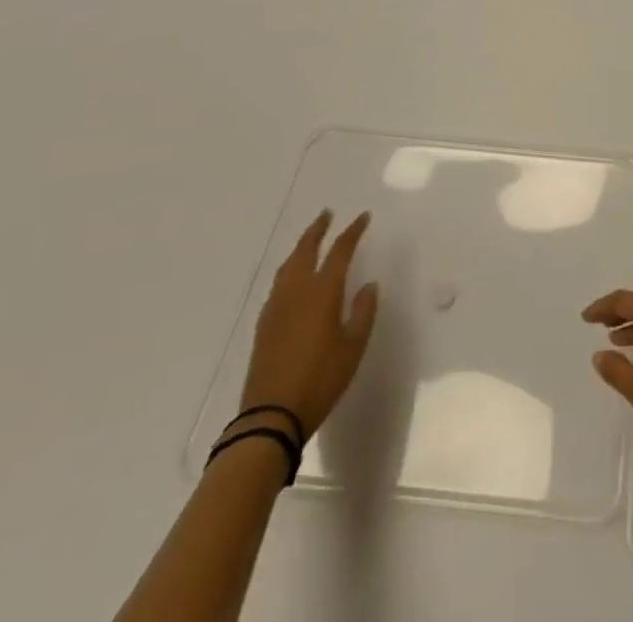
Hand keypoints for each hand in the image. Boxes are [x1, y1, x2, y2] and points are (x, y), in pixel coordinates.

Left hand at [239, 210, 378, 439]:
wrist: (270, 417)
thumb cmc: (320, 379)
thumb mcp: (353, 347)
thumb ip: (362, 312)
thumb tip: (368, 285)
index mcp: (322, 292)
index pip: (339, 251)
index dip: (352, 231)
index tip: (363, 217)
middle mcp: (296, 291)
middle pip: (305, 250)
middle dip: (317, 229)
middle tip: (327, 214)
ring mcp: (276, 307)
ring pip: (287, 266)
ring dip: (300, 247)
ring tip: (310, 239)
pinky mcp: (264, 324)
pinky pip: (278, 284)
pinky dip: (289, 269)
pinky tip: (293, 278)